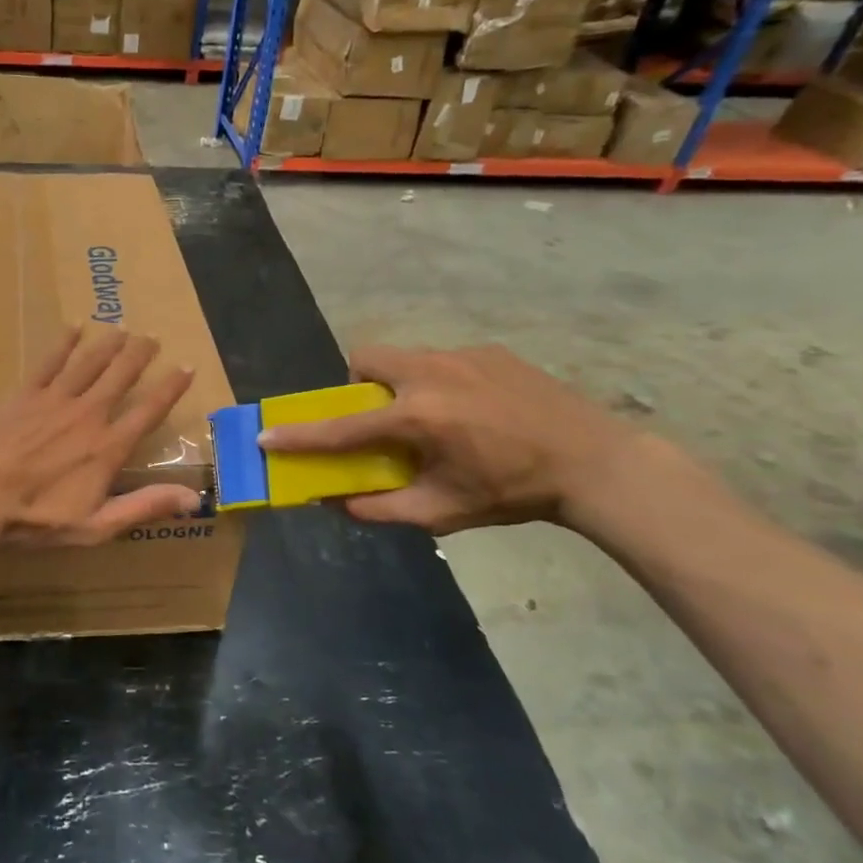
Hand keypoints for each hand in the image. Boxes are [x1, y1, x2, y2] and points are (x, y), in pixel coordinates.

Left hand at [0, 326, 200, 548]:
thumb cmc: (35, 518)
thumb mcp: (95, 526)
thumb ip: (144, 507)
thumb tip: (194, 498)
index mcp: (108, 447)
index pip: (149, 410)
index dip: (171, 388)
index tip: (186, 367)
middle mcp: (88, 414)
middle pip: (120, 376)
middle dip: (140, 354)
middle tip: (152, 337)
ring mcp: (55, 400)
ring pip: (89, 362)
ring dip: (109, 344)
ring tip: (123, 329)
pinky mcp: (25, 394)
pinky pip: (50, 361)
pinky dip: (64, 343)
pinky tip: (74, 327)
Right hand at [257, 345, 640, 534]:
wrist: (596, 462)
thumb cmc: (514, 492)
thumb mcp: (445, 512)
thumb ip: (383, 508)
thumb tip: (338, 503)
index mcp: (417, 417)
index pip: (342, 427)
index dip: (301, 436)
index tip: (266, 435)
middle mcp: (430, 374)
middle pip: (366, 358)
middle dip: (358, 384)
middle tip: (379, 417)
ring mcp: (462, 355)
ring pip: (404, 357)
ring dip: (399, 384)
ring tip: (434, 417)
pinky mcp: (489, 350)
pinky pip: (443, 360)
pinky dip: (439, 382)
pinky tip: (474, 411)